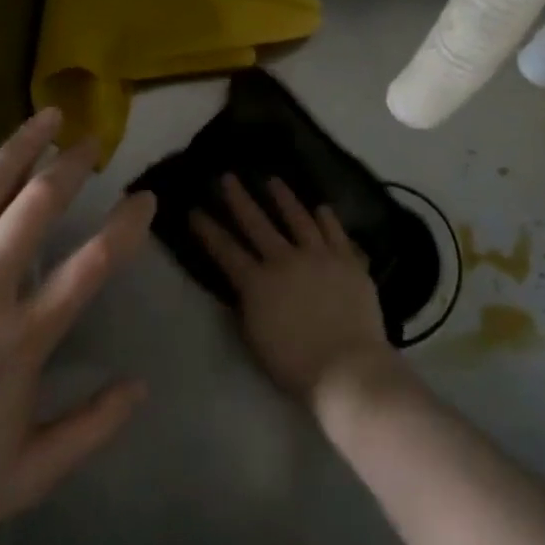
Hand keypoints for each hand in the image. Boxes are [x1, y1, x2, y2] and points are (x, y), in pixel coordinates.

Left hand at [0, 108, 154, 544]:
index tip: (144, 198)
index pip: (94, 264)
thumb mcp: (26, 477)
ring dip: (19, 146)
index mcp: (20, 339)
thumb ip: (92, 428)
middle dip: (74, 166)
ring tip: (47, 117)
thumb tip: (141, 385)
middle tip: (94, 141)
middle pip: (38, 207)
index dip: (127, 225)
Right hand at [190, 175, 402, 408]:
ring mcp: (319, 256)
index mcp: (257, 283)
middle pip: (257, 224)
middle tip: (228, 177)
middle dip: (239, 199)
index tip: (195, 210)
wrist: (346, 367)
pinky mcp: (348, 261)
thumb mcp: (255, 337)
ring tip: (273, 180)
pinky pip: (336, 233)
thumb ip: (247, 305)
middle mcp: (285, 260)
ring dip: (284, 198)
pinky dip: (327, 219)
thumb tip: (242, 285)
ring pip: (298, 218)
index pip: (225, 250)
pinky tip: (321, 207)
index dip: (208, 230)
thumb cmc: (294, 363)